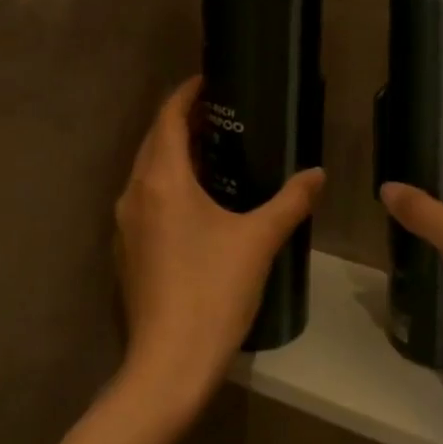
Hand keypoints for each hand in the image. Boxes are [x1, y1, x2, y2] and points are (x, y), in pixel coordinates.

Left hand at [114, 77, 324, 418]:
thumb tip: (317, 174)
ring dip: (173, 154)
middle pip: (153, 142)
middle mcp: (134, 194)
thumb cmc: (212, 290)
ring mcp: (126, 225)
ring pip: (147, 172)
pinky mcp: (128, 251)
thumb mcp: (259, 240)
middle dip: (182, 122)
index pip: (167, 118)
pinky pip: (146, 199)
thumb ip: (291, 201)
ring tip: (214, 151)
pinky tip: (198, 201)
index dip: (186, 95)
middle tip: (222, 114)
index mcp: (161, 180)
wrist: (169, 362)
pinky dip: (168, 184)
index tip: (210, 81)